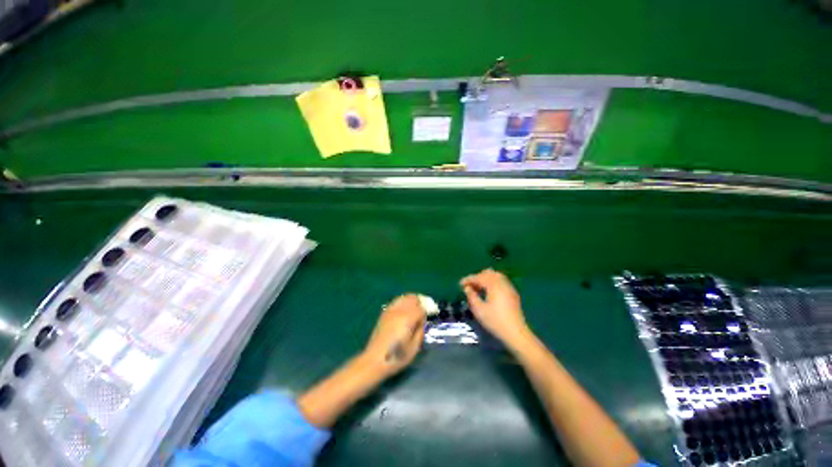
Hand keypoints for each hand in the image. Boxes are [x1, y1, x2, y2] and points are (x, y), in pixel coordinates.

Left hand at [363, 294, 425, 377]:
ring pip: (404, 298)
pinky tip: (404, 311)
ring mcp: (390, 310)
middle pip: (413, 298)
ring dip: (411, 301)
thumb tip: (422, 322)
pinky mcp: (384, 313)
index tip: (430, 317)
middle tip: (423, 312)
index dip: (427, 312)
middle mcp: (399, 311)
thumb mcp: (414, 348)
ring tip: (415, 310)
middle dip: (420, 303)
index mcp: (408, 319)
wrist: (374, 360)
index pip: (421, 308)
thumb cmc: (396, 357)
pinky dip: (403, 303)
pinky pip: (396, 302)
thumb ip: (420, 331)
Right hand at [461, 269, 530, 347]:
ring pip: (495, 276)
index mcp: (494, 285)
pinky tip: (488, 292)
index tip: (460, 284)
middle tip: (469, 286)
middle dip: (477, 277)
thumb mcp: (479, 310)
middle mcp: (502, 283)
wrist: (516, 333)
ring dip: (485, 279)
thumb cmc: (495, 321)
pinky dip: (492, 283)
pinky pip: (501, 282)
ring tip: (478, 288)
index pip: (479, 277)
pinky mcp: (512, 293)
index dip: (468, 279)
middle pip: (488, 273)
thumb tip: (467, 288)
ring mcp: (509, 287)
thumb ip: (471, 296)